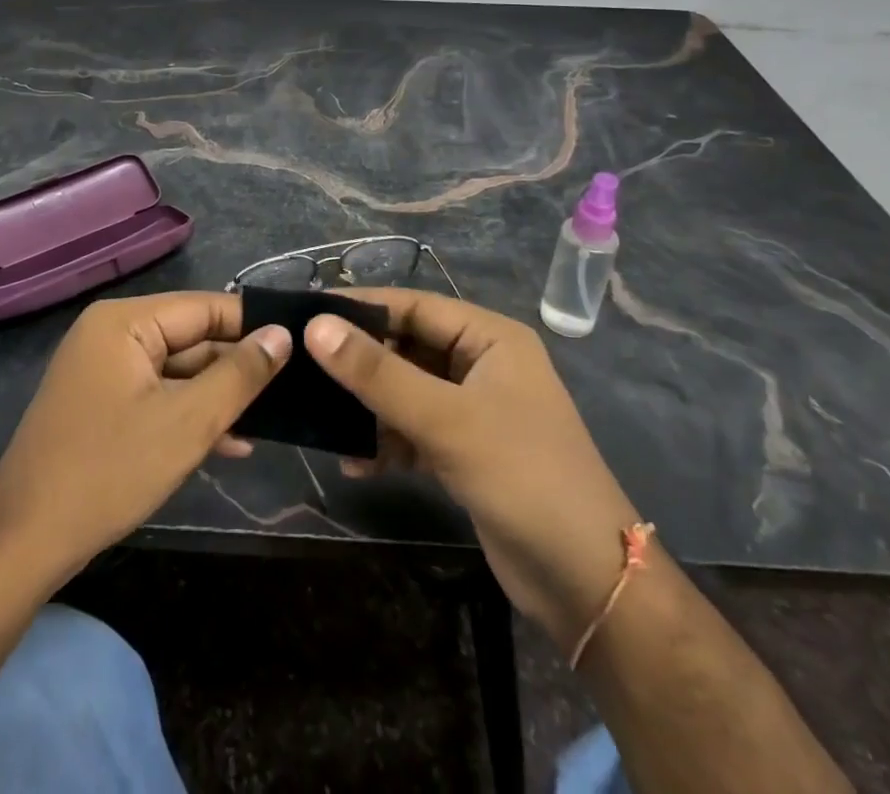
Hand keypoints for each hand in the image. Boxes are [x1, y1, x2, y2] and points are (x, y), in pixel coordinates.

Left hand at [0, 292, 289, 594]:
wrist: (23, 543)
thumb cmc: (108, 472)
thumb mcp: (187, 423)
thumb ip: (239, 374)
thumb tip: (282, 334)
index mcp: (126, 322)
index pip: (205, 307)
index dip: (253, 326)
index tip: (300, 344)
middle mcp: (113, 334)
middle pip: (191, 339)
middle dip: (237, 368)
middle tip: (292, 389)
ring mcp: (104, 370)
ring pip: (178, 371)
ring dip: (218, 397)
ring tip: (271, 419)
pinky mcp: (102, 403)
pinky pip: (157, 394)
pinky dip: (190, 414)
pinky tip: (231, 443)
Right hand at [306, 289, 639, 650]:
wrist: (587, 583)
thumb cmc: (523, 476)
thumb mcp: (446, 420)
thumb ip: (378, 374)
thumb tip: (316, 326)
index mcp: (489, 337)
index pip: (413, 305)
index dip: (359, 308)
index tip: (305, 314)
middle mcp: (481, 363)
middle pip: (406, 348)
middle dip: (359, 364)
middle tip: (302, 372)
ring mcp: (473, 409)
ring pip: (405, 392)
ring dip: (368, 409)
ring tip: (322, 425)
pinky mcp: (465, 451)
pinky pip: (413, 431)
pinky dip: (386, 443)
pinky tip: (355, 466)